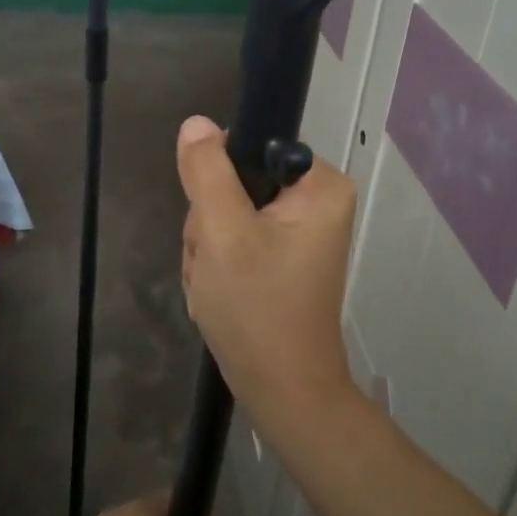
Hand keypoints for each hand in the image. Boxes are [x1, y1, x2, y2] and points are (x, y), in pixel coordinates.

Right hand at [176, 116, 358, 427]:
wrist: (281, 391)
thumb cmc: (258, 308)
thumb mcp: (223, 233)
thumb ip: (207, 172)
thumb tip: (197, 124)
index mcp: (319, 185)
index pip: (252, 146)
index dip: (220, 177)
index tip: (215, 218)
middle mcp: (316, 201)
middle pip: (237, 182)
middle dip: (212, 225)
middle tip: (216, 262)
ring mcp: (299, 232)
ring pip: (229, 213)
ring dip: (210, 248)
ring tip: (218, 285)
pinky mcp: (282, 257)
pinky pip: (236, 239)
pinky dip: (219, 265)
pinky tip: (220, 293)